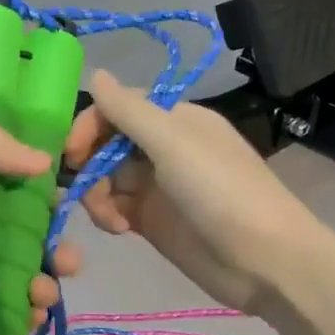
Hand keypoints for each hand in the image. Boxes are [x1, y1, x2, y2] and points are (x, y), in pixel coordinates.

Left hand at [0, 124, 81, 334]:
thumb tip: (44, 158)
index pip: (14, 189)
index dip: (45, 198)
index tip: (67, 211)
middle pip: (25, 238)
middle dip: (54, 249)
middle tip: (67, 265)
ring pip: (18, 278)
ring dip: (43, 286)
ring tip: (43, 300)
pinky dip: (21, 319)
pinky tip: (28, 324)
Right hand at [64, 70, 319, 311]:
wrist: (264, 261)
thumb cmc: (220, 191)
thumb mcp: (173, 142)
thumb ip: (129, 110)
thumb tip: (95, 73)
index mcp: (173, 121)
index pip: (117, 109)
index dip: (89, 126)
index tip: (70, 152)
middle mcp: (162, 148)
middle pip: (106, 145)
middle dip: (88, 164)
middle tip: (81, 189)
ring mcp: (156, 186)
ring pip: (105, 179)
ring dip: (96, 194)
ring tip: (108, 218)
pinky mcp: (152, 221)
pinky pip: (114, 208)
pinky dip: (108, 216)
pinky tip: (119, 229)